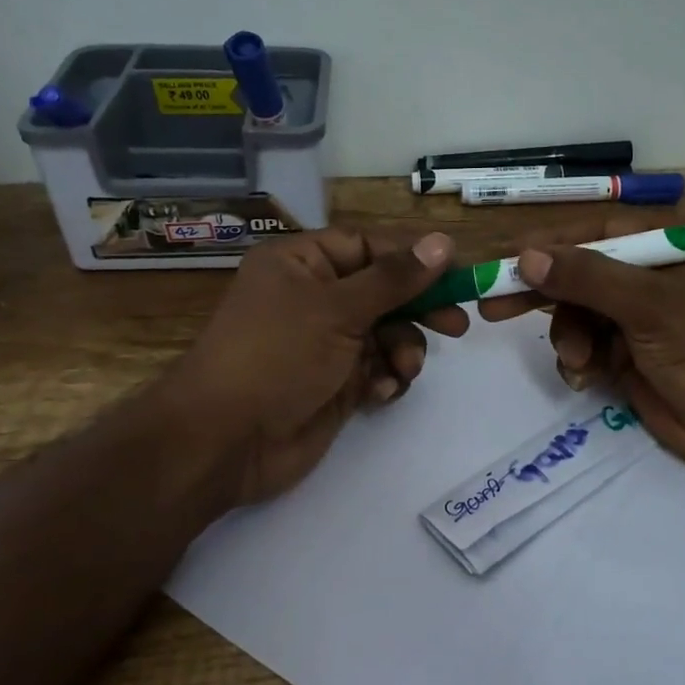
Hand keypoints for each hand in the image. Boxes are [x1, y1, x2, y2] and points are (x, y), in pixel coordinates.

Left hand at [155, 227, 466, 508]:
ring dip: (403, 348)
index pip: (368, 246)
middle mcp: (314, 297)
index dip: (413, 257)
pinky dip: (386, 377)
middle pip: (383, 290)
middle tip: (457, 324)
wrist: (226, 441)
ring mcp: (325, 342)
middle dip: (418, 308)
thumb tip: (443, 242)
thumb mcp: (337, 309)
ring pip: (386, 332)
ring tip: (403, 368)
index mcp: (302, 263)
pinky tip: (381, 391)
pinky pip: (377, 368)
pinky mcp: (335, 382)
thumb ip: (394, 279)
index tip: (458, 271)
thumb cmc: (276, 356)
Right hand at [478, 218, 684, 481]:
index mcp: (664, 247)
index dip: (548, 247)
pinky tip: (586, 377)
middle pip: (578, 275)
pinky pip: (585, 347)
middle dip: (543, 294)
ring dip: (568, 337)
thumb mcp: (648, 305)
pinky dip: (579, 361)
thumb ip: (586, 278)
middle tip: (492, 307)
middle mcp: (647, 276)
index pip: (593, 234)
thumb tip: (527, 256)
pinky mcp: (626, 355)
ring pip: (576, 315)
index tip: (506, 262)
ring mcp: (636, 318)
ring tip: (578, 360)